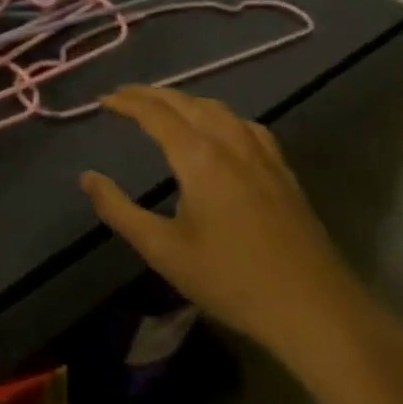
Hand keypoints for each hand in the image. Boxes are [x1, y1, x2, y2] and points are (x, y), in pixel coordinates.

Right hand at [81, 86, 377, 369]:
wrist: (315, 309)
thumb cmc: (231, 280)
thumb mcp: (163, 250)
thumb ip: (119, 210)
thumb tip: (87, 178)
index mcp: (199, 157)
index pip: (156, 113)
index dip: (127, 101)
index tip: (104, 101)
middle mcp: (231, 143)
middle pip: (187, 103)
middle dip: (152, 94)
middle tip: (125, 96)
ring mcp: (262, 155)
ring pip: (218, 109)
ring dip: (185, 100)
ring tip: (164, 106)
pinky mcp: (283, 172)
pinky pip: (245, 125)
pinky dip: (219, 115)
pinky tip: (221, 130)